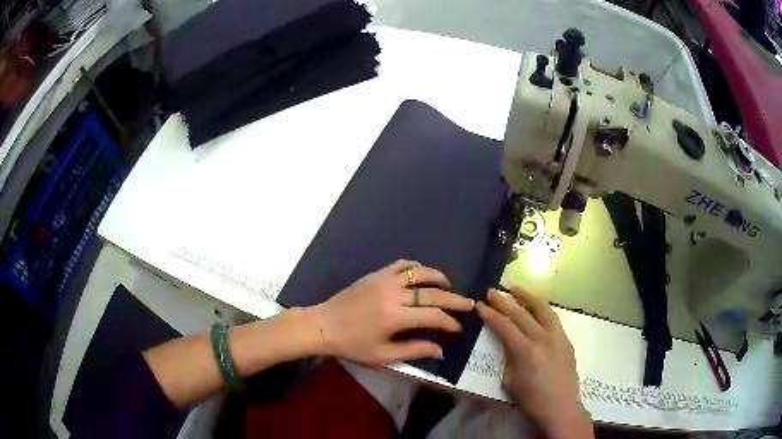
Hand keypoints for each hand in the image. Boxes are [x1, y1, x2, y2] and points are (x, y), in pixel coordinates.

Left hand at [312, 260, 474, 366]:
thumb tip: (440, 350)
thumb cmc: (352, 345)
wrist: (323, 325)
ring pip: (420, 273)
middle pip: (433, 293)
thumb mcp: (382, 356)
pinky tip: (422, 274)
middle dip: (454, 300)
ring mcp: (384, 280)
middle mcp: (394, 294)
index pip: (434, 316)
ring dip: (438, 278)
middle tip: (470, 304)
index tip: (459, 328)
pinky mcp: (376, 274)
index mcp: (396, 317)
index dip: (450, 322)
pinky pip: (401, 265)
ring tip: (449, 287)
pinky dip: (416, 267)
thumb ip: (414, 350)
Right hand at [477, 288, 592, 438]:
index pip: (505, 326)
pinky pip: (552, 318)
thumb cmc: (531, 399)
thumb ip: (508, 358)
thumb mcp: (510, 381)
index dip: (491, 315)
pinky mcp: (566, 339)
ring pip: (542, 308)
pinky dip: (541, 308)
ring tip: (515, 288)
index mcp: (526, 352)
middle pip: (521, 314)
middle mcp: (543, 339)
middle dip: (504, 301)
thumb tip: (507, 343)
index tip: (480, 305)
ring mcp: (558, 336)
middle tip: (491, 291)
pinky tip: (534, 307)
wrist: (561, 407)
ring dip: (527, 296)